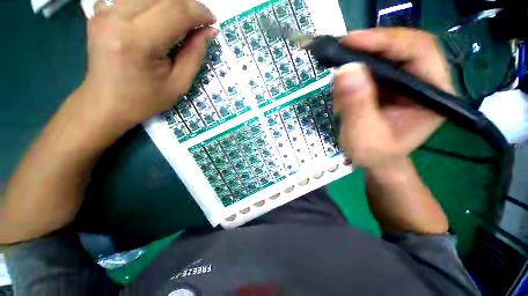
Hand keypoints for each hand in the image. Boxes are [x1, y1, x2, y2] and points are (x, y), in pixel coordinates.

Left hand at [79, 0, 217, 128]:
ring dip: (171, 4)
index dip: (199, 12)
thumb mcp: (179, 84)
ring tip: (182, 21)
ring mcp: (104, 11)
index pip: (176, 11)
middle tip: (199, 22)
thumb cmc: (145, 99)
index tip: (212, 21)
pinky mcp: (100, 11)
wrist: (106, 103)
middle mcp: (116, 18)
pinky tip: (158, 19)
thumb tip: (210, 31)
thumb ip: (195, 54)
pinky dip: (153, 5)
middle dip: (188, 5)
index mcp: (138, 42)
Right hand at [334, 28, 454, 168]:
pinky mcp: (394, 85)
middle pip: (406, 46)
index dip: (387, 41)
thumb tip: (346, 70)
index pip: (421, 51)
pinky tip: (347, 75)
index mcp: (435, 96)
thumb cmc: (375, 154)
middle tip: (343, 47)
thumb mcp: (363, 135)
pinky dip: (360, 66)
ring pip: (391, 53)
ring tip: (342, 63)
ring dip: (364, 55)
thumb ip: (357, 106)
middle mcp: (427, 82)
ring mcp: (410, 82)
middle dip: (373, 44)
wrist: (377, 160)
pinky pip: (379, 66)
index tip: (352, 42)